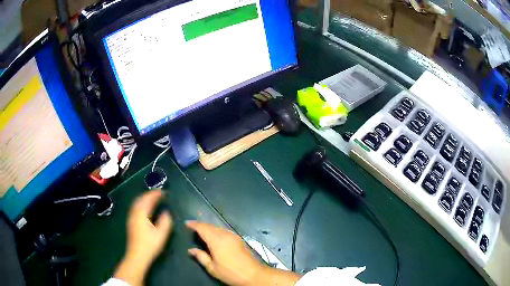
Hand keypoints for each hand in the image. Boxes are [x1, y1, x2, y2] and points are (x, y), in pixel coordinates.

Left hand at [114, 190, 172, 285]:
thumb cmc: (150, 245)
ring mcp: (131, 218)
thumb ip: (165, 222)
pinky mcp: (130, 223)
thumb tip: (166, 213)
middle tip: (157, 193)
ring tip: (152, 198)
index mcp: (141, 214)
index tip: (162, 191)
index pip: (148, 200)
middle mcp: (134, 213)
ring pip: (136, 203)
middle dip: (148, 195)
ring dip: (144, 199)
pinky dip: (141, 204)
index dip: (155, 194)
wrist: (137, 255)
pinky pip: (135, 208)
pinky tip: (145, 208)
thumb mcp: (161, 234)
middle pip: (140, 199)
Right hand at [186, 221, 262, 285]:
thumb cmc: (231, 273)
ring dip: (208, 228)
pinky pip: (224, 231)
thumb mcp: (212, 268)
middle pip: (210, 226)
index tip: (186, 223)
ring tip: (200, 231)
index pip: (203, 228)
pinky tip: (213, 236)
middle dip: (200, 225)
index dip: (194, 224)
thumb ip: (201, 257)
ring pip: (218, 228)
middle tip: (192, 227)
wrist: (253, 274)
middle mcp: (225, 235)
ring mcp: (233, 236)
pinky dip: (216, 231)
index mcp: (217, 241)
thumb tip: (191, 249)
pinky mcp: (238, 239)